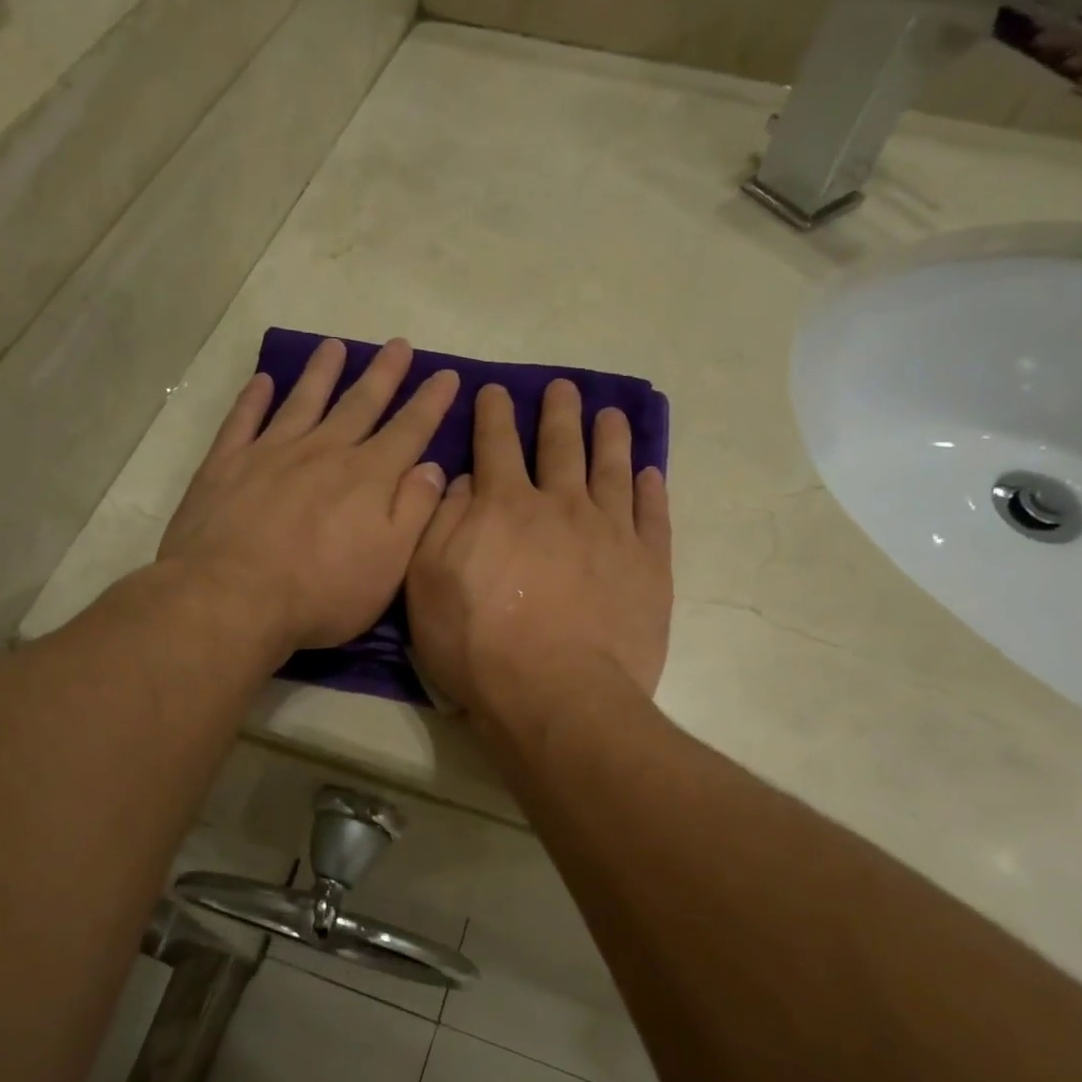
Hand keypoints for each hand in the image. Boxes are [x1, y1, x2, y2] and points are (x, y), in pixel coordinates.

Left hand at [159, 338, 459, 651]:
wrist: (231, 598)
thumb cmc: (321, 593)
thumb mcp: (389, 565)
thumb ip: (414, 512)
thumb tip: (434, 468)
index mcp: (367, 478)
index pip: (408, 431)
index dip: (431, 403)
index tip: (446, 374)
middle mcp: (323, 453)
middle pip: (359, 405)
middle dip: (383, 374)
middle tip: (398, 344)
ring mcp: (271, 454)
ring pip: (303, 401)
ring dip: (321, 372)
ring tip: (334, 346)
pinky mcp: (226, 465)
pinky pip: (242, 420)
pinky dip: (253, 398)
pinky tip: (262, 381)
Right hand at [407, 379, 671, 715]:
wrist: (556, 694)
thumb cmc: (478, 645)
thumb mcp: (427, 584)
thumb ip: (440, 523)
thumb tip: (461, 481)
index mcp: (503, 506)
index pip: (495, 444)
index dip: (493, 414)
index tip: (496, 390)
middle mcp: (560, 505)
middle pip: (560, 445)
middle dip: (559, 412)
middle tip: (563, 388)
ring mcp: (611, 532)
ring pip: (611, 469)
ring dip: (609, 438)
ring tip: (610, 415)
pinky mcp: (649, 565)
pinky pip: (653, 514)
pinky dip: (651, 489)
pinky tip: (650, 474)